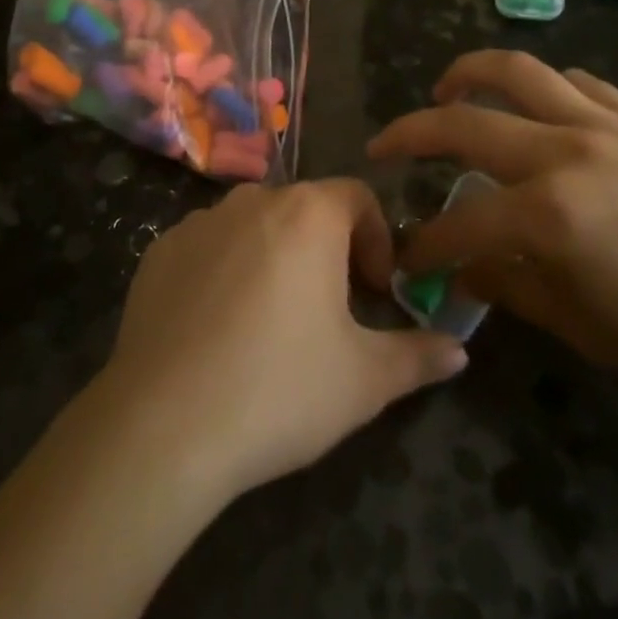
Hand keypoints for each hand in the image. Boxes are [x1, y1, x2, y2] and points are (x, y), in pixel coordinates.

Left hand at [94, 180, 467, 501]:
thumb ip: (417, 356)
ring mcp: (200, 221)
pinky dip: (223, 270)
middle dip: (326, 249)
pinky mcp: (159, 250)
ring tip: (272, 320)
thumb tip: (458, 350)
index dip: (377, 237)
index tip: (375, 289)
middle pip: (304, 209)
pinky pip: (207, 247)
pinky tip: (217, 328)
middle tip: (330, 309)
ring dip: (273, 256)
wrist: (165, 422)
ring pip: (253, 225)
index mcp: (308, 214)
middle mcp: (253, 199)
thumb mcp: (364, 380)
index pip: (357, 196)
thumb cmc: (280, 388)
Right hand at [370, 51, 617, 419]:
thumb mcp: (580, 326)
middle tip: (385, 145)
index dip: (424, 241)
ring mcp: (606, 123)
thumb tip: (459, 266)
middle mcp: (568, 152)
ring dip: (467, 74)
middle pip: (465, 123)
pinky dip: (540, 87)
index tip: (405, 254)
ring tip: (444, 89)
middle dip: (411, 134)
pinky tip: (531, 106)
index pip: (459, 220)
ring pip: (516, 71)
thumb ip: (507, 286)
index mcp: (551, 215)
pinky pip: (575, 81)